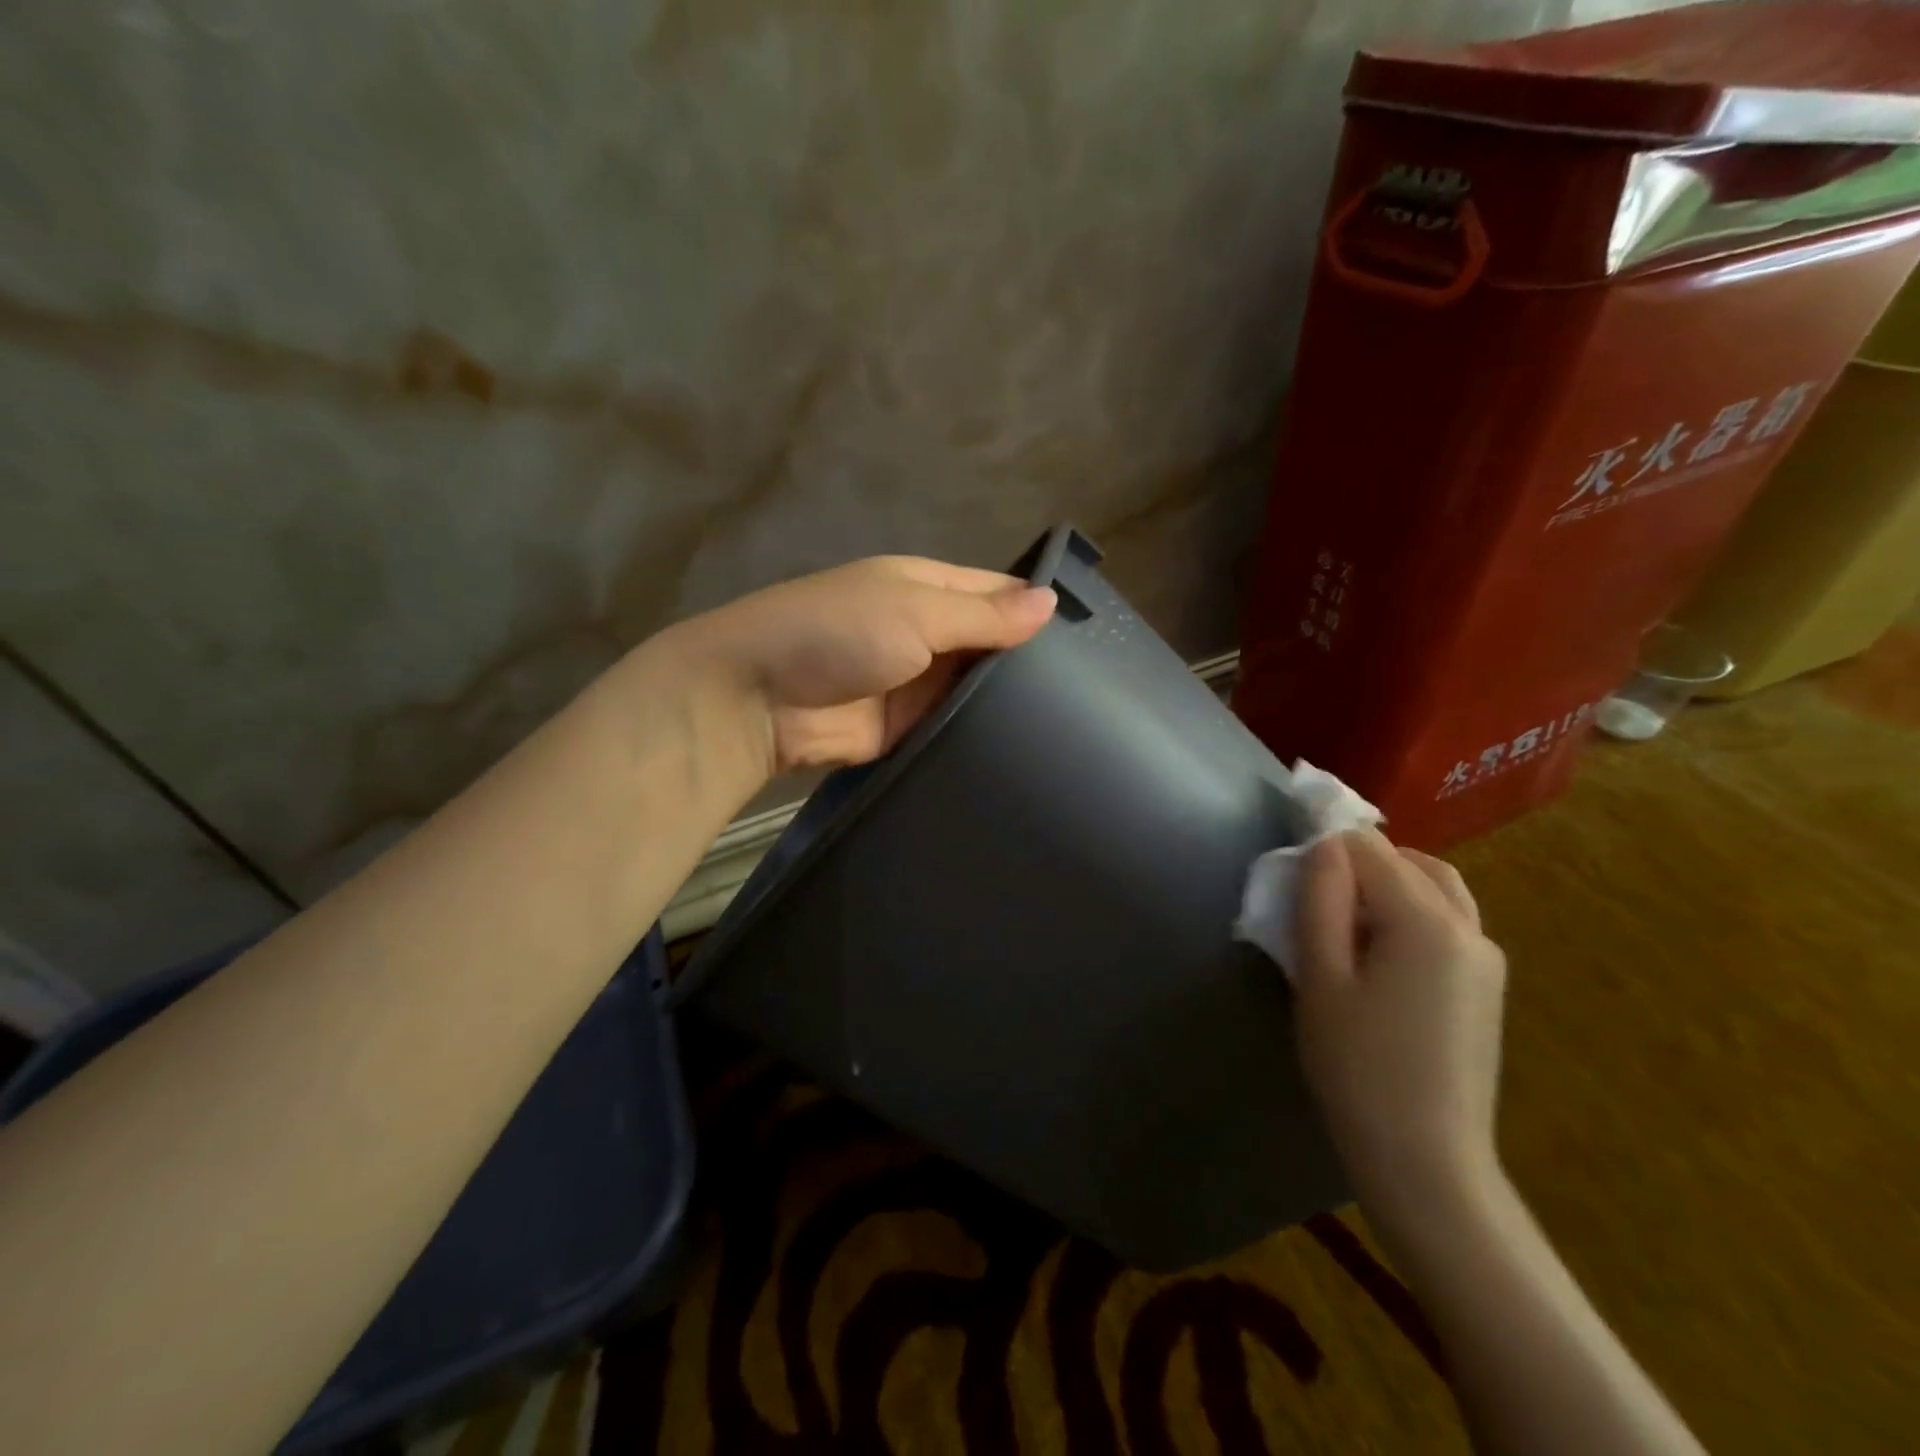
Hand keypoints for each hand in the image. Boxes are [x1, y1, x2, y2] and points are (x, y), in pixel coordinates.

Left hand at [665, 555, 1056, 775]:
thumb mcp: (915, 611)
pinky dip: (980, 735)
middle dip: (1030, 663)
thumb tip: (1051, 602)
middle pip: (991, 644)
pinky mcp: (906, 729)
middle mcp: (926, 632)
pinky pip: (953, 728)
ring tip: (1075, 725)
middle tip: (1095, 692)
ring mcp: (916, 683)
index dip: (1039, 608)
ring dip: (1009, 703)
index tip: (1094, 638)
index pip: (998, 592)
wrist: (757, 700)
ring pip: (976, 690)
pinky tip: (1028, 750)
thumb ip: (983, 614)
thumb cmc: (837, 633)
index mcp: (927, 588)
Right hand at [1294, 830, 1507, 1218]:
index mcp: (1427, 920)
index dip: (1325, 852)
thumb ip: (1321, 900)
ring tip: (1344, 924)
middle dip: (1359, 863)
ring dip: (1388, 885)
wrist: (1427, 1161)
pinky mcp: (1487, 986)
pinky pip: (1448, 921)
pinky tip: (1379, 957)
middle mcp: (1469, 927)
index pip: (1369, 848)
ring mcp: (1487, 958)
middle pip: (1410, 861)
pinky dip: (1411, 913)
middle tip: (1314, 901)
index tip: (1293, 885)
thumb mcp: (1321, 977)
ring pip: (1436, 888)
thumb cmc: (1358, 1067)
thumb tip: (1325, 844)